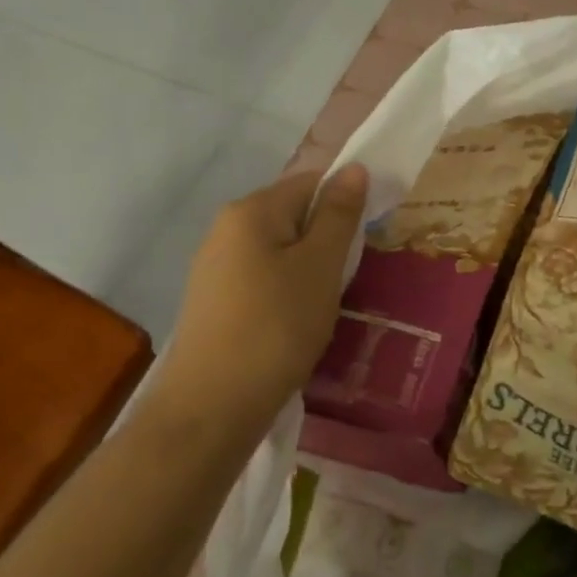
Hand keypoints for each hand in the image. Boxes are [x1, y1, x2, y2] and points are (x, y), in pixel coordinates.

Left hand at [157, 163, 368, 425]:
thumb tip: (354, 168)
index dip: (344, 203)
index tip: (364, 241)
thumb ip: (338, 214)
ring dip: (308, 270)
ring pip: (279, 251)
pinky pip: (262, 279)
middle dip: (326, 241)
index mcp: (251, 210)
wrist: (211, 407)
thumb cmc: (276, 327)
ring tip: (323, 306)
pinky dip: (285, 292)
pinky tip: (294, 324)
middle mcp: (226, 228)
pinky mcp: (213, 301)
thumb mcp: (320, 266)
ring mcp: (214, 266)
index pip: (311, 182)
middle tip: (345, 279)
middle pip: (293, 215)